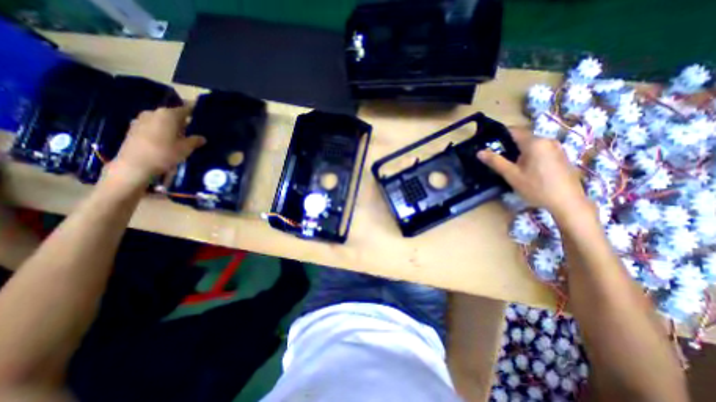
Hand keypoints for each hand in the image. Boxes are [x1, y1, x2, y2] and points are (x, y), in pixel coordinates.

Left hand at [106, 105, 205, 188]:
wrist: (135, 165)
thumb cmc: (165, 153)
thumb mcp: (186, 148)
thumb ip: (195, 140)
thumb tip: (202, 137)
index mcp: (168, 114)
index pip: (186, 108)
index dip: (195, 110)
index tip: (203, 113)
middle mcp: (154, 113)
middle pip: (173, 114)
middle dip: (184, 120)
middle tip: (195, 128)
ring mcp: (141, 120)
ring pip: (163, 120)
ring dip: (173, 126)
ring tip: (183, 135)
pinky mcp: (134, 129)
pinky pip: (154, 126)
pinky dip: (163, 130)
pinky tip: (169, 140)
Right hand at [477, 128, 589, 218]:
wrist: (567, 202)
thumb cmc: (536, 187)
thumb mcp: (512, 175)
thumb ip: (495, 161)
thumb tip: (479, 152)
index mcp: (535, 142)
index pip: (513, 130)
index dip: (499, 135)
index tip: (487, 143)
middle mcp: (547, 141)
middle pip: (522, 138)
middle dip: (507, 145)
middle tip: (495, 157)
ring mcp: (556, 148)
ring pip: (531, 145)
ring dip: (518, 151)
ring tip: (508, 164)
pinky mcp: (560, 156)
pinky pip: (540, 150)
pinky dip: (529, 155)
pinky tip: (525, 169)